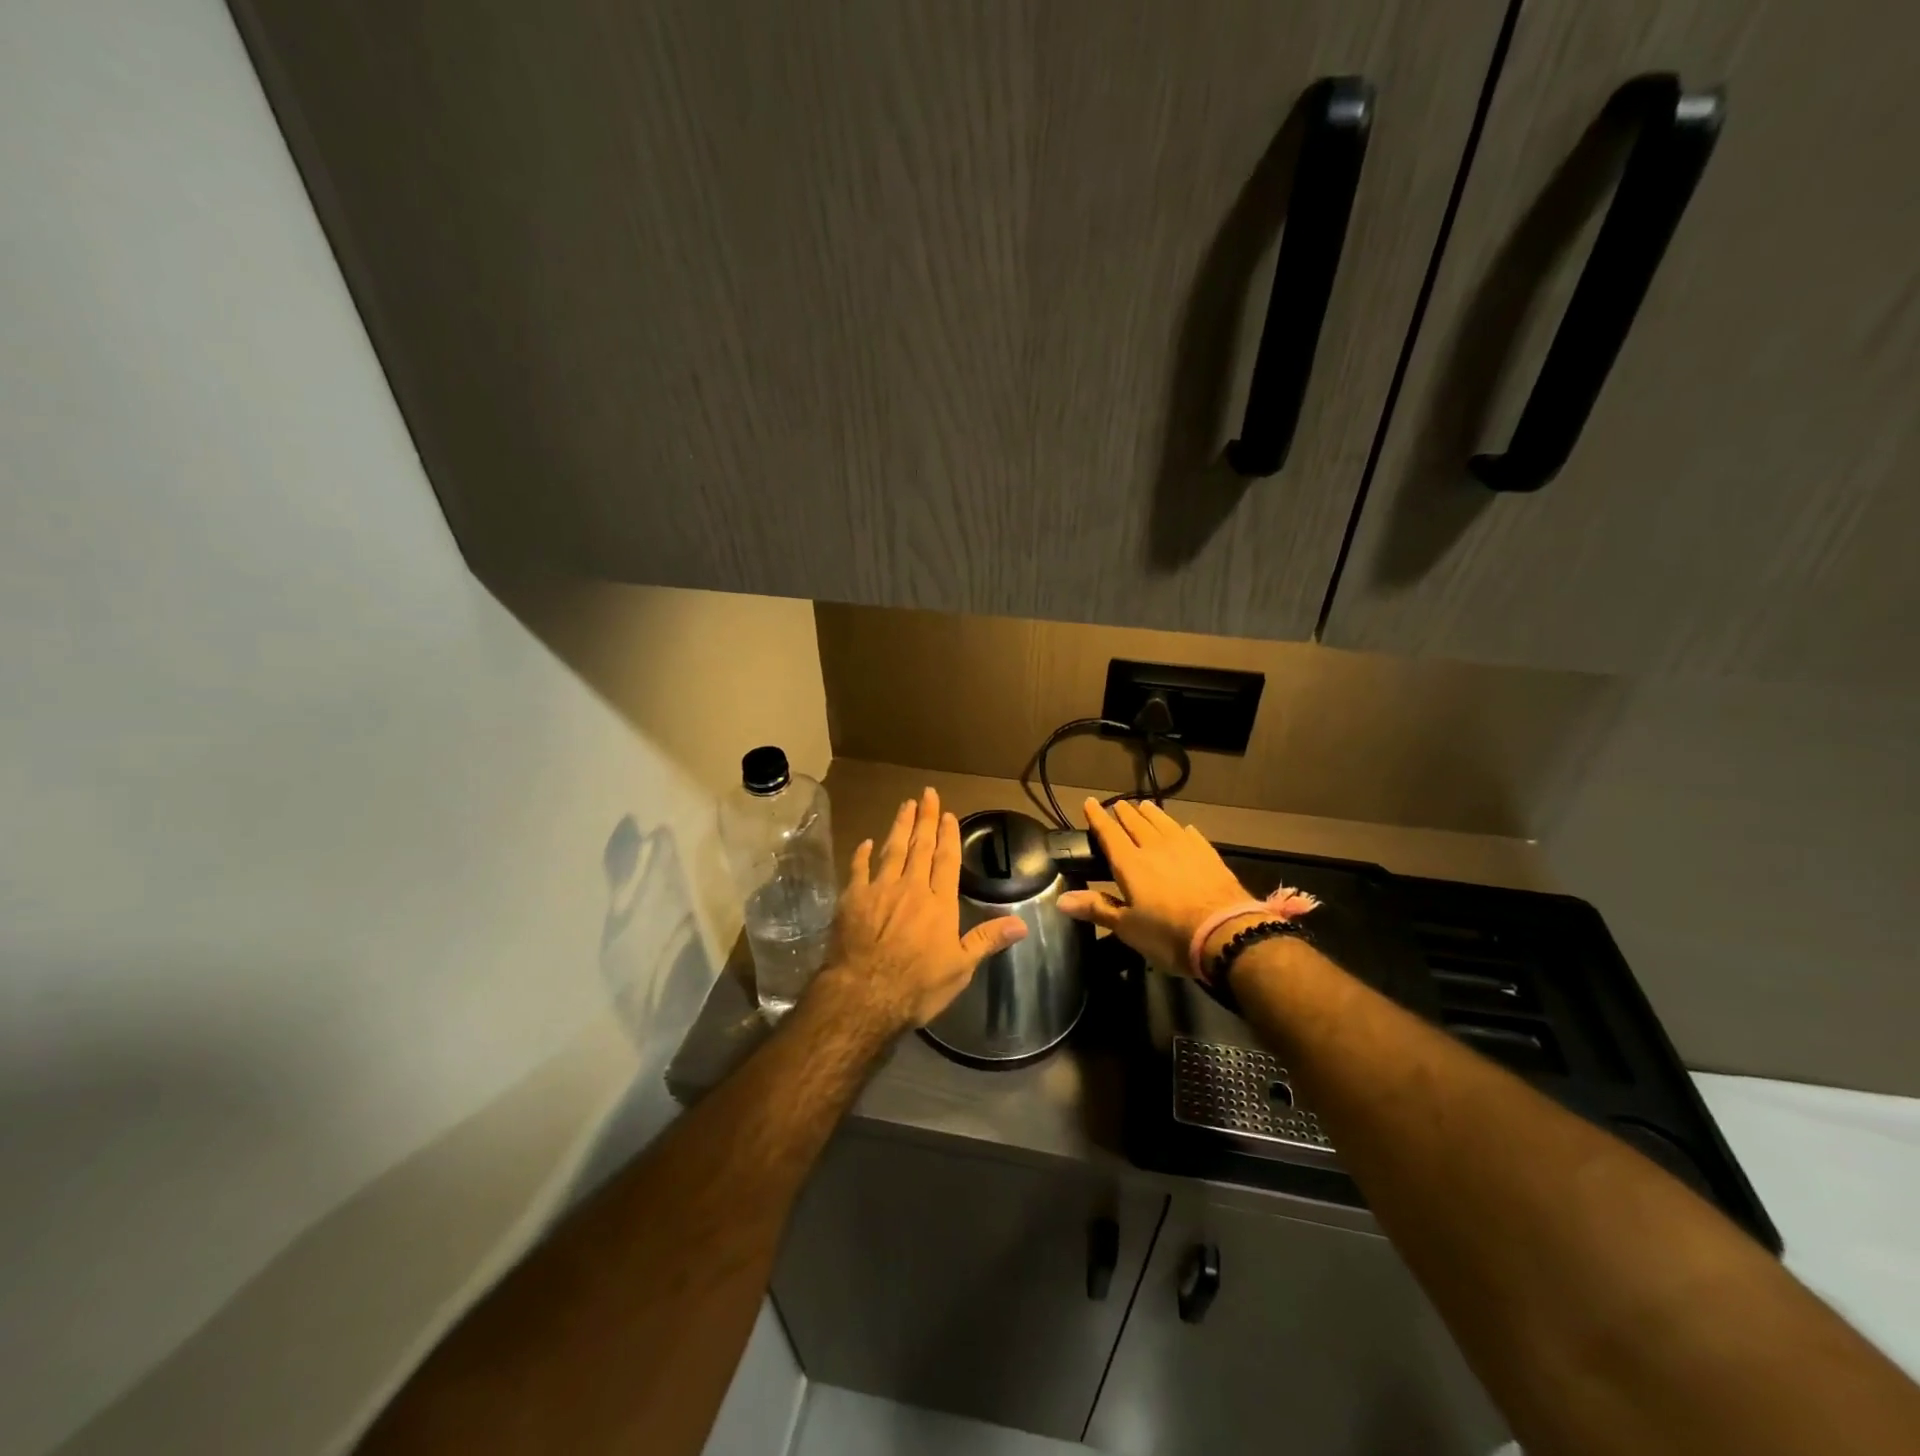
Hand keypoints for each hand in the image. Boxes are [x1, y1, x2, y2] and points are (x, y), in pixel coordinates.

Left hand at [815, 788, 1027, 1031]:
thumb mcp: (960, 968)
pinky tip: (866, 842)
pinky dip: (862, 854)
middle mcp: (911, 888)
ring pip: (891, 850)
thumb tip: (1022, 924)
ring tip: (905, 805)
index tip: (948, 814)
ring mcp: (880, 890)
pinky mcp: (853, 899)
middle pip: (920, 847)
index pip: (946, 861)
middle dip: (925, 819)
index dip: (948, 835)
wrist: (865, 995)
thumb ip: (987, 940)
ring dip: (899, 826)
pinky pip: (858, 869)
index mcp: (939, 903)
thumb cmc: (917, 986)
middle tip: (927, 794)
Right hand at [1058, 798, 1252, 975]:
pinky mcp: (1210, 856)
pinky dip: (1183, 829)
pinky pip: (1192, 836)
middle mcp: (1156, 848)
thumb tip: (1060, 899)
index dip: (1098, 817)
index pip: (1109, 833)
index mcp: (1131, 864)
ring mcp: (1186, 849)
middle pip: (1137, 823)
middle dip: (1125, 813)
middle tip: (1118, 804)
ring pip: (1164, 824)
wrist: (1225, 933)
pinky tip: (1184, 828)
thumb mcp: (1127, 927)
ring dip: (1152, 814)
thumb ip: (1097, 908)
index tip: (1090, 802)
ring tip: (1145, 805)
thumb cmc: (1168, 934)